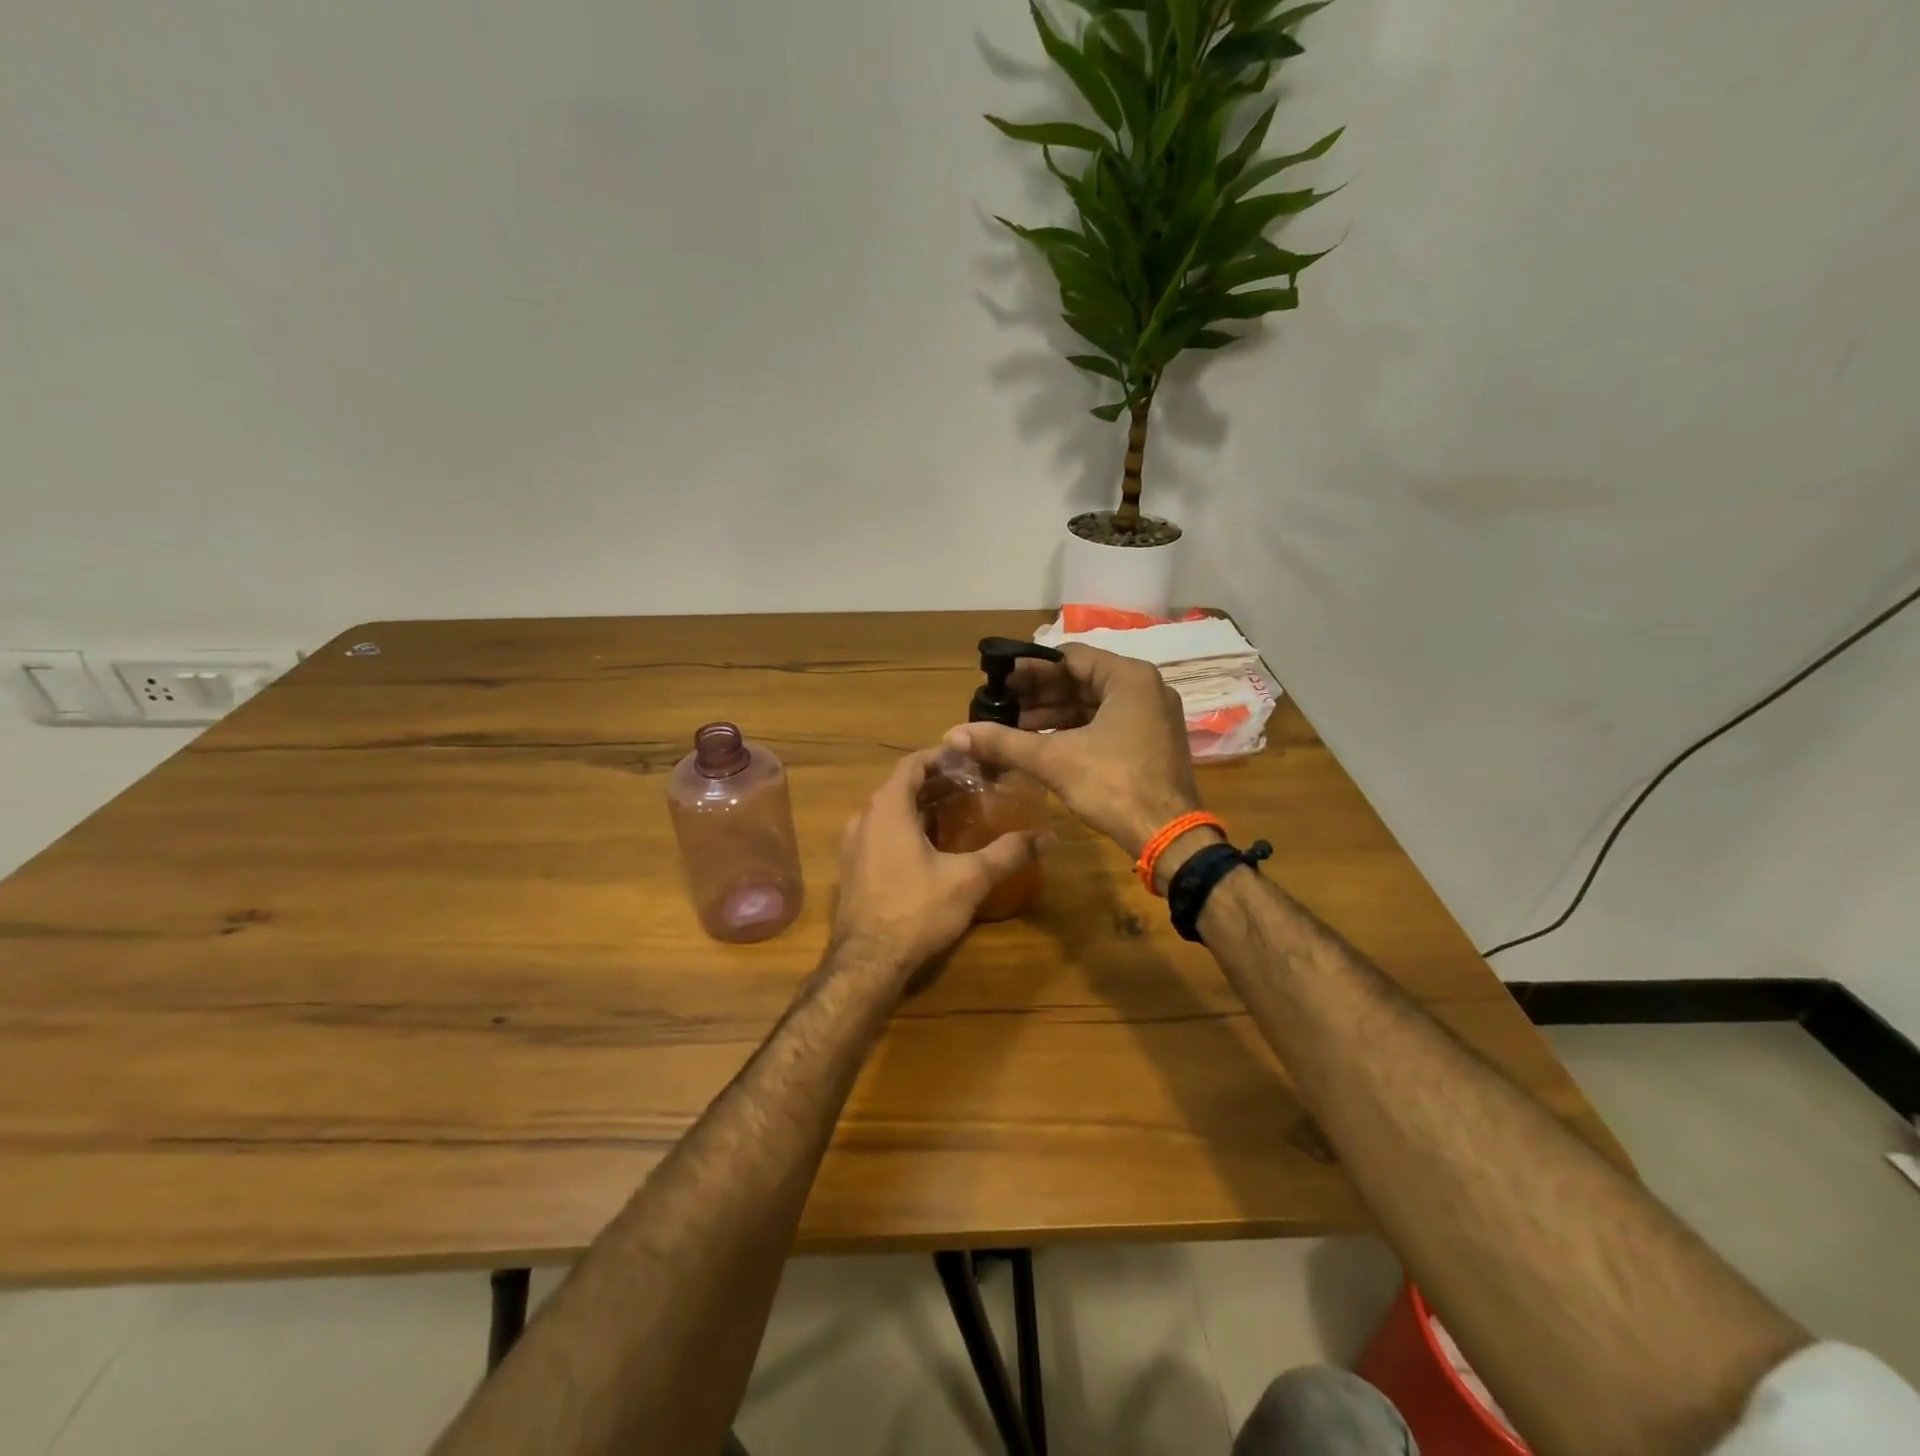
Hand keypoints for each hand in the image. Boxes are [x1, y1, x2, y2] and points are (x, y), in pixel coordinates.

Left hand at [832, 750, 1047, 975]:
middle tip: (971, 787)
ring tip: (955, 814)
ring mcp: (853, 846)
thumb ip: (1008, 853)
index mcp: (888, 809)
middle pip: (900, 787)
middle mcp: (864, 819)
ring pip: (888, 812)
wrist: (868, 962)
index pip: (912, 764)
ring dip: (918, 808)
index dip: (940, 756)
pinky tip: (929, 849)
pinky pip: (879, 835)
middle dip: (934, 783)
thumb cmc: (917, 910)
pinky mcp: (852, 870)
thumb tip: (1048, 837)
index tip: (968, 759)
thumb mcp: (970, 879)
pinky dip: (904, 830)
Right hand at [944, 644, 1201, 857]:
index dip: (1030, 669)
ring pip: (1093, 704)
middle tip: (1002, 705)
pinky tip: (1043, 743)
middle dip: (1039, 694)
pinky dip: (1075, 729)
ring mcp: (1151, 715)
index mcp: (1128, 677)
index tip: (999, 682)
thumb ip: (1004, 742)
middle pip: (1081, 679)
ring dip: (1054, 714)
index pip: (1069, 657)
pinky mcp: (1150, 741)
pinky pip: (1106, 722)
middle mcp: (1145, 688)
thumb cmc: (1114, 785)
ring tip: (1015, 727)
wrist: (1168, 836)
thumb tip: (953, 734)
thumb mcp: (1053, 759)